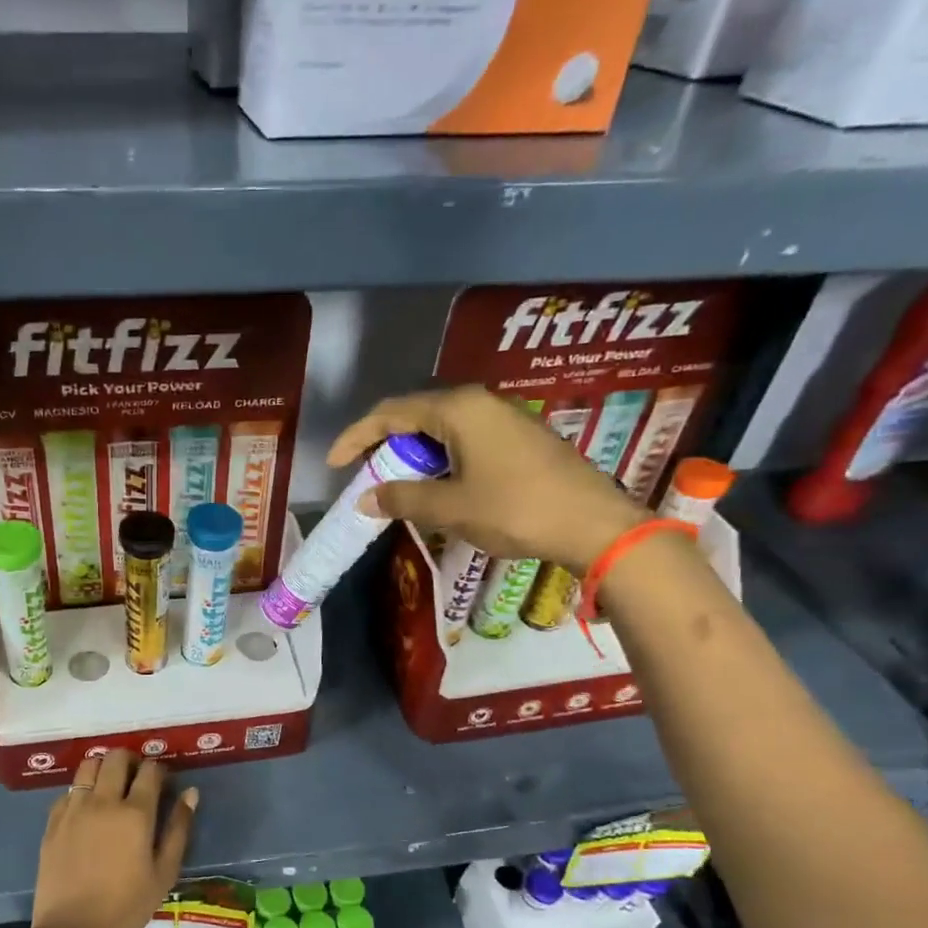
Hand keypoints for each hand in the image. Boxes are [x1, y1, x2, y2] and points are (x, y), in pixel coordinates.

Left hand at [30, 751, 196, 927]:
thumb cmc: (126, 907)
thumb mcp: (164, 873)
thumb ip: (179, 829)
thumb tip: (190, 793)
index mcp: (135, 813)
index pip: (150, 770)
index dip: (160, 770)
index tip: (163, 781)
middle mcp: (103, 801)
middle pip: (116, 758)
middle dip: (131, 760)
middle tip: (137, 777)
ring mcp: (74, 808)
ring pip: (88, 766)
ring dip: (103, 768)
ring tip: (110, 785)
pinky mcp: (53, 821)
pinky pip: (69, 790)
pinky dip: (82, 790)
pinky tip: (87, 808)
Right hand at [330, 385, 644, 572]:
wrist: (593, 524)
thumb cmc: (515, 510)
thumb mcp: (450, 508)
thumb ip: (403, 498)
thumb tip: (366, 499)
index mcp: (458, 409)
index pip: (391, 413)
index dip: (356, 437)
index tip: (334, 464)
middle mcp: (480, 402)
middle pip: (416, 415)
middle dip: (384, 443)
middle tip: (363, 474)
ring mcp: (504, 417)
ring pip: (442, 427)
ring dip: (413, 453)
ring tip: (395, 483)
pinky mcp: (520, 437)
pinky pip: (465, 438)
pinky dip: (440, 457)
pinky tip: (437, 483)